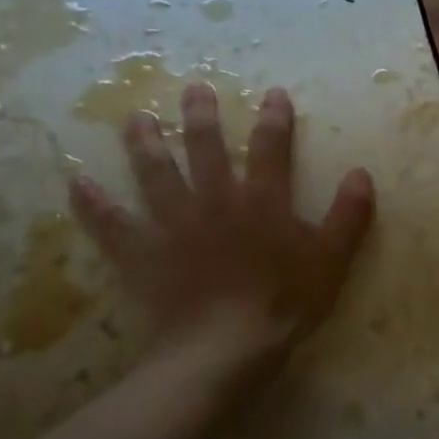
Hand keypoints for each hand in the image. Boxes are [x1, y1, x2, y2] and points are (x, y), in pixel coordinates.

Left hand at [69, 82, 374, 382]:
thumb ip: (348, 216)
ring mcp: (173, 226)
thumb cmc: (283, 305)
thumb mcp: (330, 261)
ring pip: (156, 175)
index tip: (273, 94)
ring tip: (135, 117)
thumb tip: (362, 173)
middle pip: (206, 150)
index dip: (274, 120)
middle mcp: (214, 202)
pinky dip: (94, 205)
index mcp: (262, 203)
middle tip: (193, 88)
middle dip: (201, 117)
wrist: (223, 350)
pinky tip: (77, 183)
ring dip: (146, 144)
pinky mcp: (142, 255)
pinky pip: (112, 226)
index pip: (271, 150)